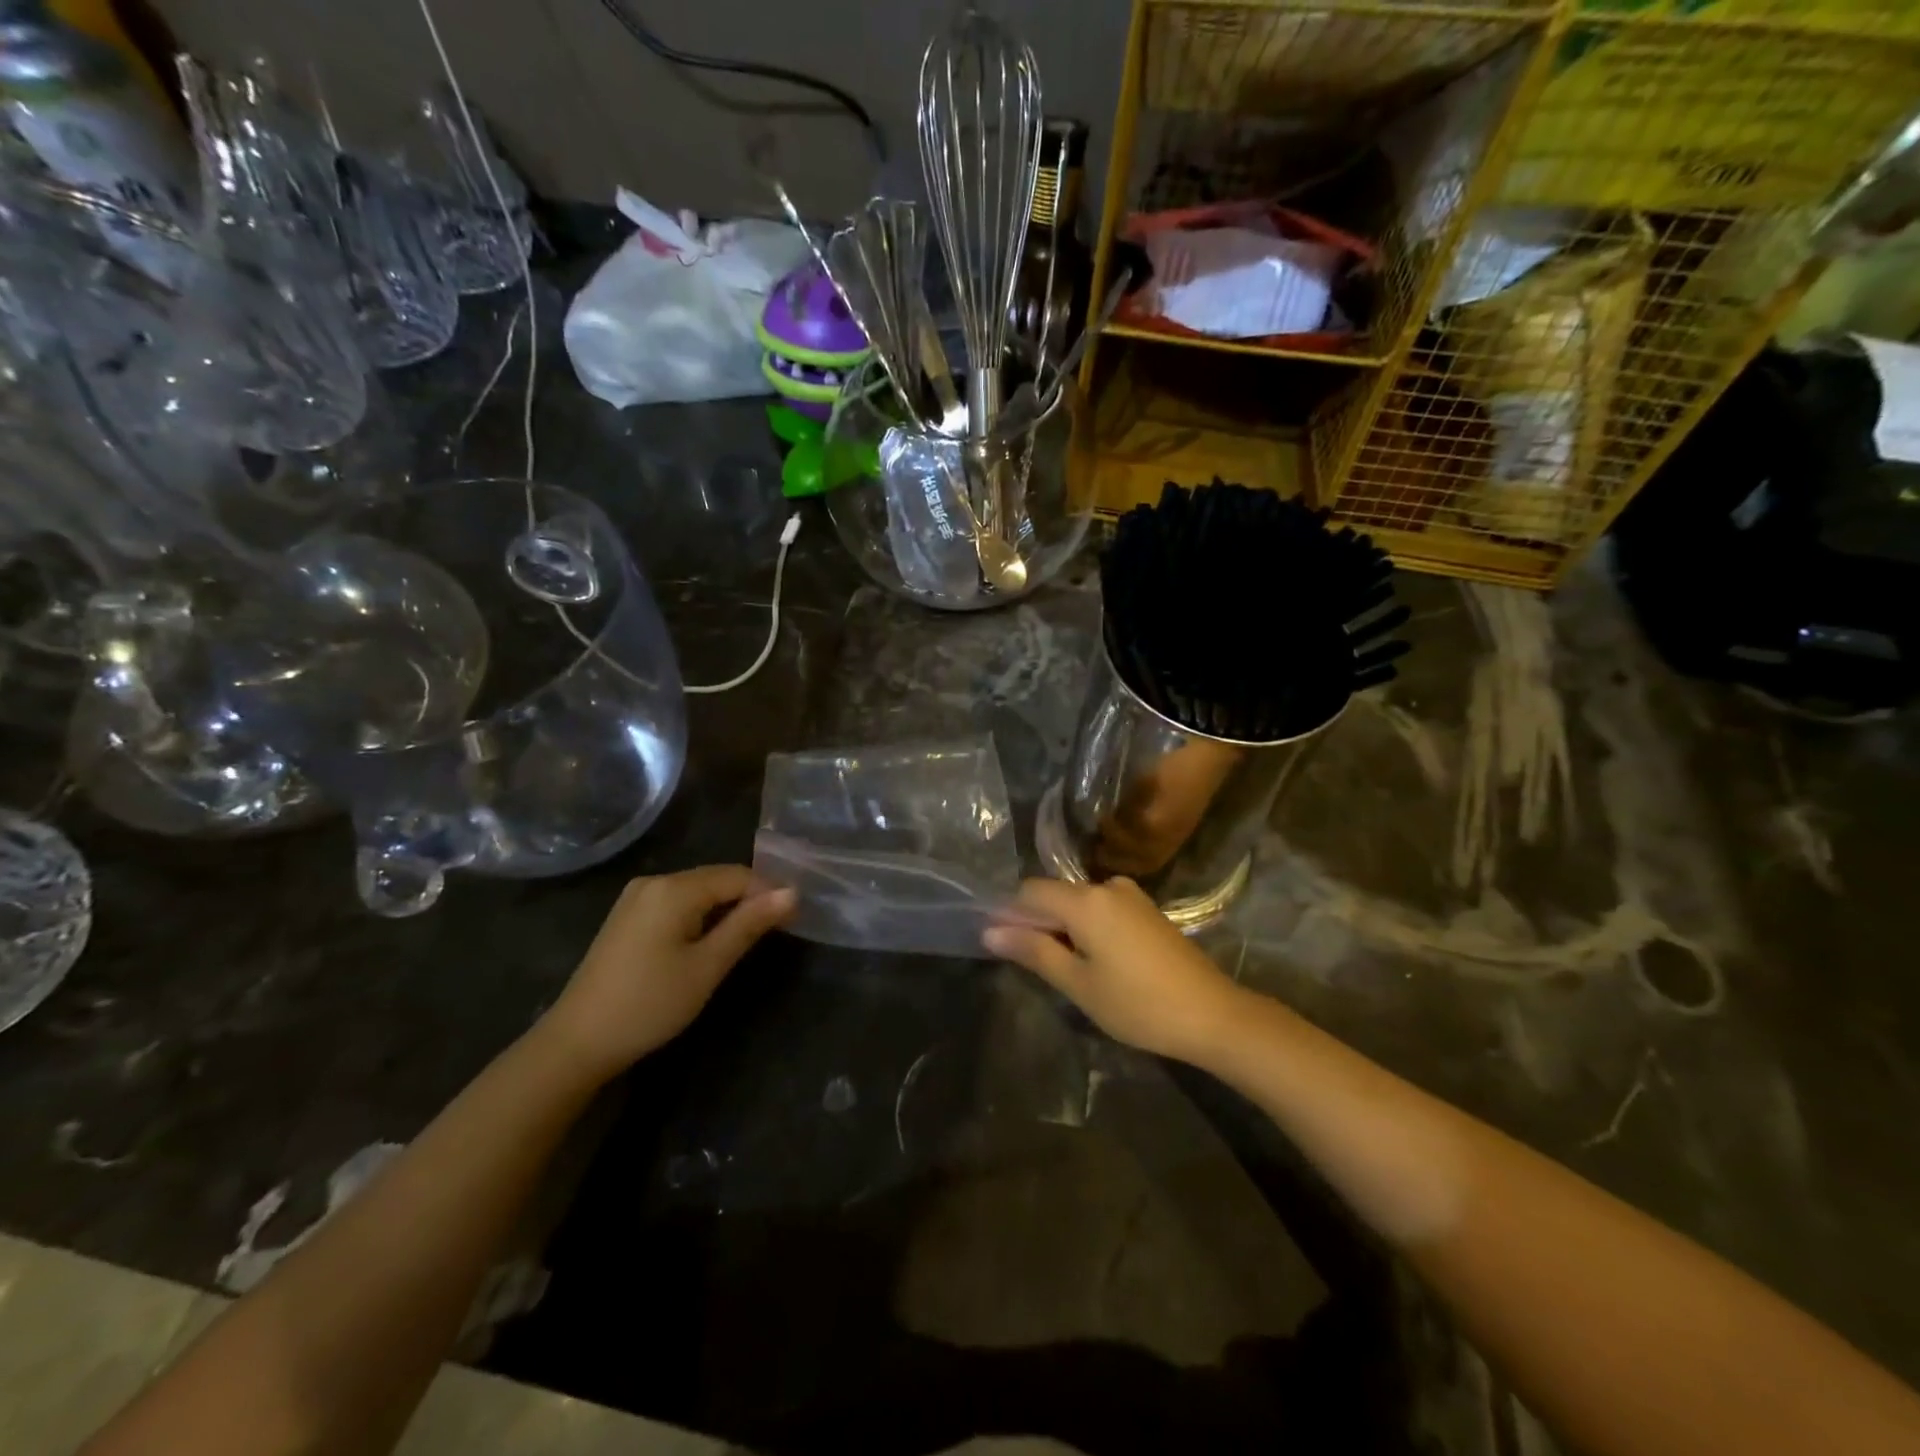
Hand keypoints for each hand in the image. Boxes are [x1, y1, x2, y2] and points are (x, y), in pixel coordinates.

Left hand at [542, 865, 795, 1078]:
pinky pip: (677, 904)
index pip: (738, 875)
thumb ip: (749, 924)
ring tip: (744, 942)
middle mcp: (654, 881)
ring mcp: (636, 898)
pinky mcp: (627, 917)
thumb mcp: (708, 966)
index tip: (792, 922)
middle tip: (774, 934)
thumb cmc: (650, 1004)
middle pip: (716, 879)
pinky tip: (706, 944)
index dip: (768, 894)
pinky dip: (699, 917)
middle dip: (747, 901)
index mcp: (674, 888)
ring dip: (724, 910)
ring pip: (697, 892)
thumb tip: (792, 892)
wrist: (576, 1042)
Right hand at [983, 877, 1249, 1063]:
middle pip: (1054, 895)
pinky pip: (1102, 909)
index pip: (1029, 891)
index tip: (1004, 947)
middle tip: (1036, 967)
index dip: (1010, 915)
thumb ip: (1034, 951)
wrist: (1212, 1014)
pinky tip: (1096, 962)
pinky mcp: (1147, 910)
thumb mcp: (1078, 984)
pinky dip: (1088, 928)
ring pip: (1079, 903)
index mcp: (1085, 900)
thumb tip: (990, 932)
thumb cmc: (1138, 1004)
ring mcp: (1131, 896)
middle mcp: (1106, 885)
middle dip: (1037, 923)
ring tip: (1067, 970)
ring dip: (1064, 928)